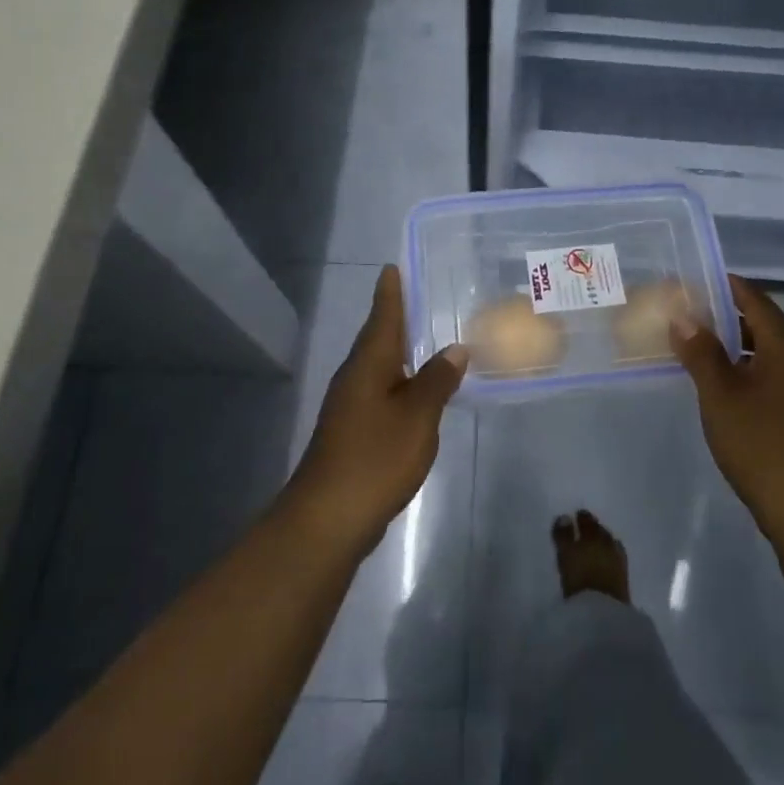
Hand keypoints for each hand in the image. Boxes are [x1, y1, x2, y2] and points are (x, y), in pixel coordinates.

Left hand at [287, 265, 466, 551]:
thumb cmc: (375, 457)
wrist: (328, 517)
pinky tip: (415, 391)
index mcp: (369, 363)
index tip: (394, 267)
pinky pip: (380, 390)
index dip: (391, 292)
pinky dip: (399, 380)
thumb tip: (454, 348)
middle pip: (378, 337)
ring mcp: (350, 405)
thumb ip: (437, 380)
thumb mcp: (418, 416)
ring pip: (378, 365)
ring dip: (399, 350)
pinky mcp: (352, 430)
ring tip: (426, 338)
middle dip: (396, 317)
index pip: (382, 315)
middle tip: (421, 296)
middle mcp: (355, 376)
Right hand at [669, 275, 783, 539]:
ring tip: (705, 351)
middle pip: (767, 326)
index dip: (728, 287)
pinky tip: (733, 388)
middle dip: (730, 318)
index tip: (699, 280)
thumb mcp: (720, 395)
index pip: (756, 301)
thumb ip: (700, 352)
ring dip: (743, 348)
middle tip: (693, 317)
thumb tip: (683, 317)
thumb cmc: (761, 444)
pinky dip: (757, 371)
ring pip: (776, 355)